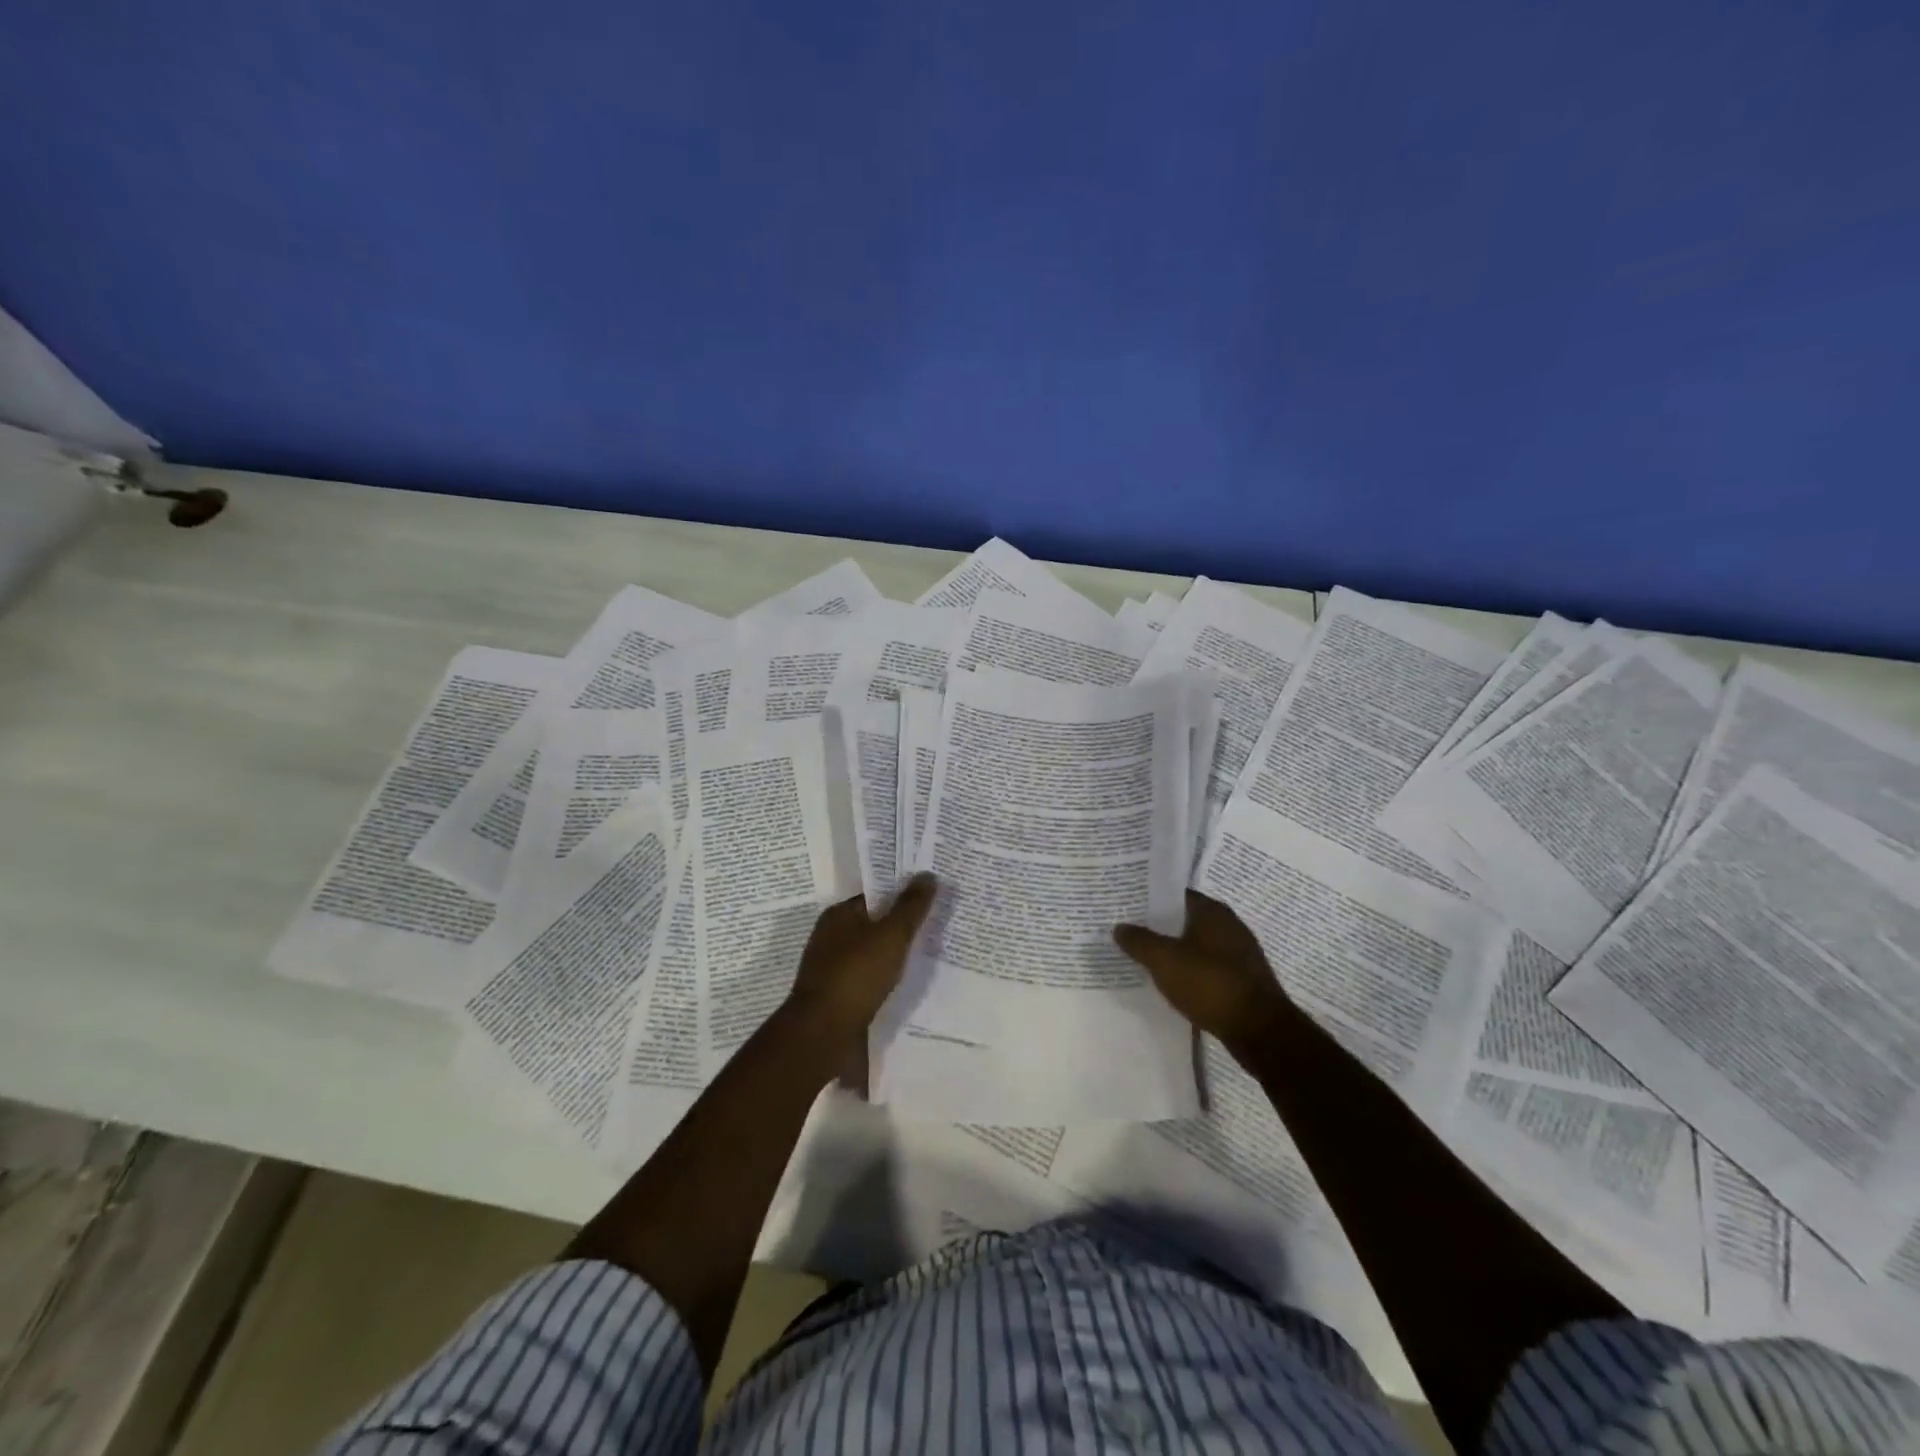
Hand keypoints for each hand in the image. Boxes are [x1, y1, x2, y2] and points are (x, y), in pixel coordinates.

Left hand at [786, 873, 937, 1044]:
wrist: (823, 1034)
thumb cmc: (857, 974)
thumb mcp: (891, 935)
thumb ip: (911, 906)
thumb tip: (928, 874)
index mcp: (838, 915)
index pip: (874, 895)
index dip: (901, 895)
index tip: (929, 898)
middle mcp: (830, 937)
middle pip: (873, 924)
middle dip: (900, 926)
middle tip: (935, 925)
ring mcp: (831, 968)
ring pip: (870, 953)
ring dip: (892, 955)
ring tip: (927, 955)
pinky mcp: (836, 996)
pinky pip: (867, 978)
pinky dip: (884, 978)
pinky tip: (904, 984)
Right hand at [1114, 890, 1293, 1049]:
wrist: (1261, 1031)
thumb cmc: (1210, 985)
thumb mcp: (1164, 961)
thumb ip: (1139, 941)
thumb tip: (1119, 926)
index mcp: (1212, 911)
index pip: (1175, 894)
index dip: (1149, 898)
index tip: (1126, 905)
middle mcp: (1229, 925)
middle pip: (1185, 919)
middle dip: (1158, 925)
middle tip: (1128, 931)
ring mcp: (1238, 953)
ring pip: (1196, 944)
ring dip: (1173, 949)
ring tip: (1144, 957)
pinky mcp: (1242, 979)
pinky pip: (1207, 966)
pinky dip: (1189, 970)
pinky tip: (1171, 981)